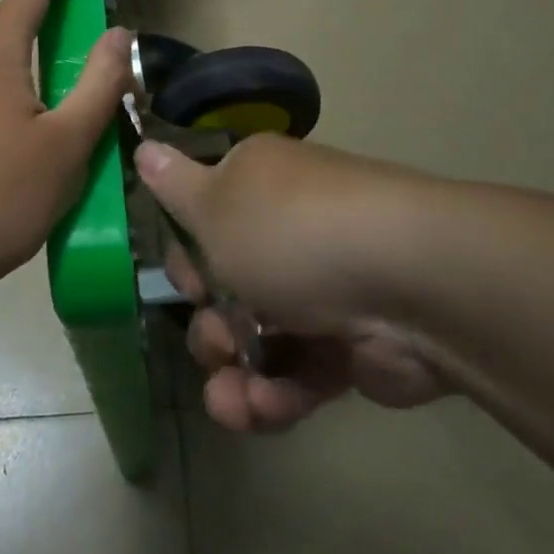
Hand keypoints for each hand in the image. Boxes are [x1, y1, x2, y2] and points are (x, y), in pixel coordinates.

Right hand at [138, 133, 450, 431]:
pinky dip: (277, 394)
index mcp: (257, 186)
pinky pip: (297, 371)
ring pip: (258, 339)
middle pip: (227, 289)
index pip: (205, 221)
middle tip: (219, 341)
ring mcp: (322, 289)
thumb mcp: (213, 204)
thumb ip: (173, 185)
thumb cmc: (291, 232)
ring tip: (236, 402)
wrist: (409, 283)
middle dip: (211, 327)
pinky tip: (264, 409)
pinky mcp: (350, 345)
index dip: (187, 260)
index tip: (187, 283)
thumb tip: (144, 143)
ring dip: (236, 376)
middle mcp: (289, 231)